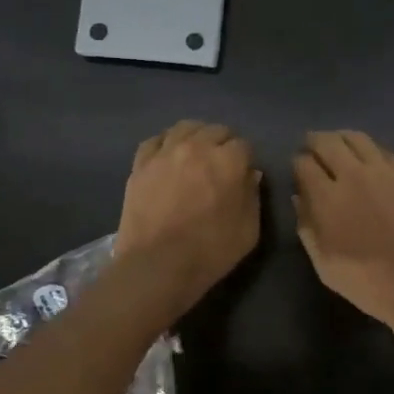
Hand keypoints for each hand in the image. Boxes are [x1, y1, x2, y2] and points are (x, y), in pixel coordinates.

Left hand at [116, 121, 261, 310]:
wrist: (157, 265)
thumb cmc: (211, 251)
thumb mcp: (249, 230)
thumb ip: (253, 196)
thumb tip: (250, 175)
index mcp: (228, 161)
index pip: (243, 145)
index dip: (245, 160)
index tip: (242, 175)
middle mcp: (197, 147)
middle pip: (215, 130)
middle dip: (223, 144)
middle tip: (220, 166)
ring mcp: (165, 153)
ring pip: (185, 128)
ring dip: (196, 137)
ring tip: (195, 155)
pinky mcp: (140, 164)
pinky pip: (155, 141)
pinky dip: (165, 144)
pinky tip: (168, 158)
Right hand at [292, 131, 393, 349]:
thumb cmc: (367, 282)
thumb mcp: (324, 264)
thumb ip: (306, 226)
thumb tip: (298, 197)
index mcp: (328, 197)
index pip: (303, 163)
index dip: (296, 164)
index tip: (297, 171)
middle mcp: (354, 174)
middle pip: (328, 142)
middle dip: (314, 142)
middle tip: (311, 148)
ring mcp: (384, 171)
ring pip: (356, 138)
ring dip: (340, 138)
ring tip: (336, 146)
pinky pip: (381, 150)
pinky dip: (366, 148)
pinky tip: (365, 158)